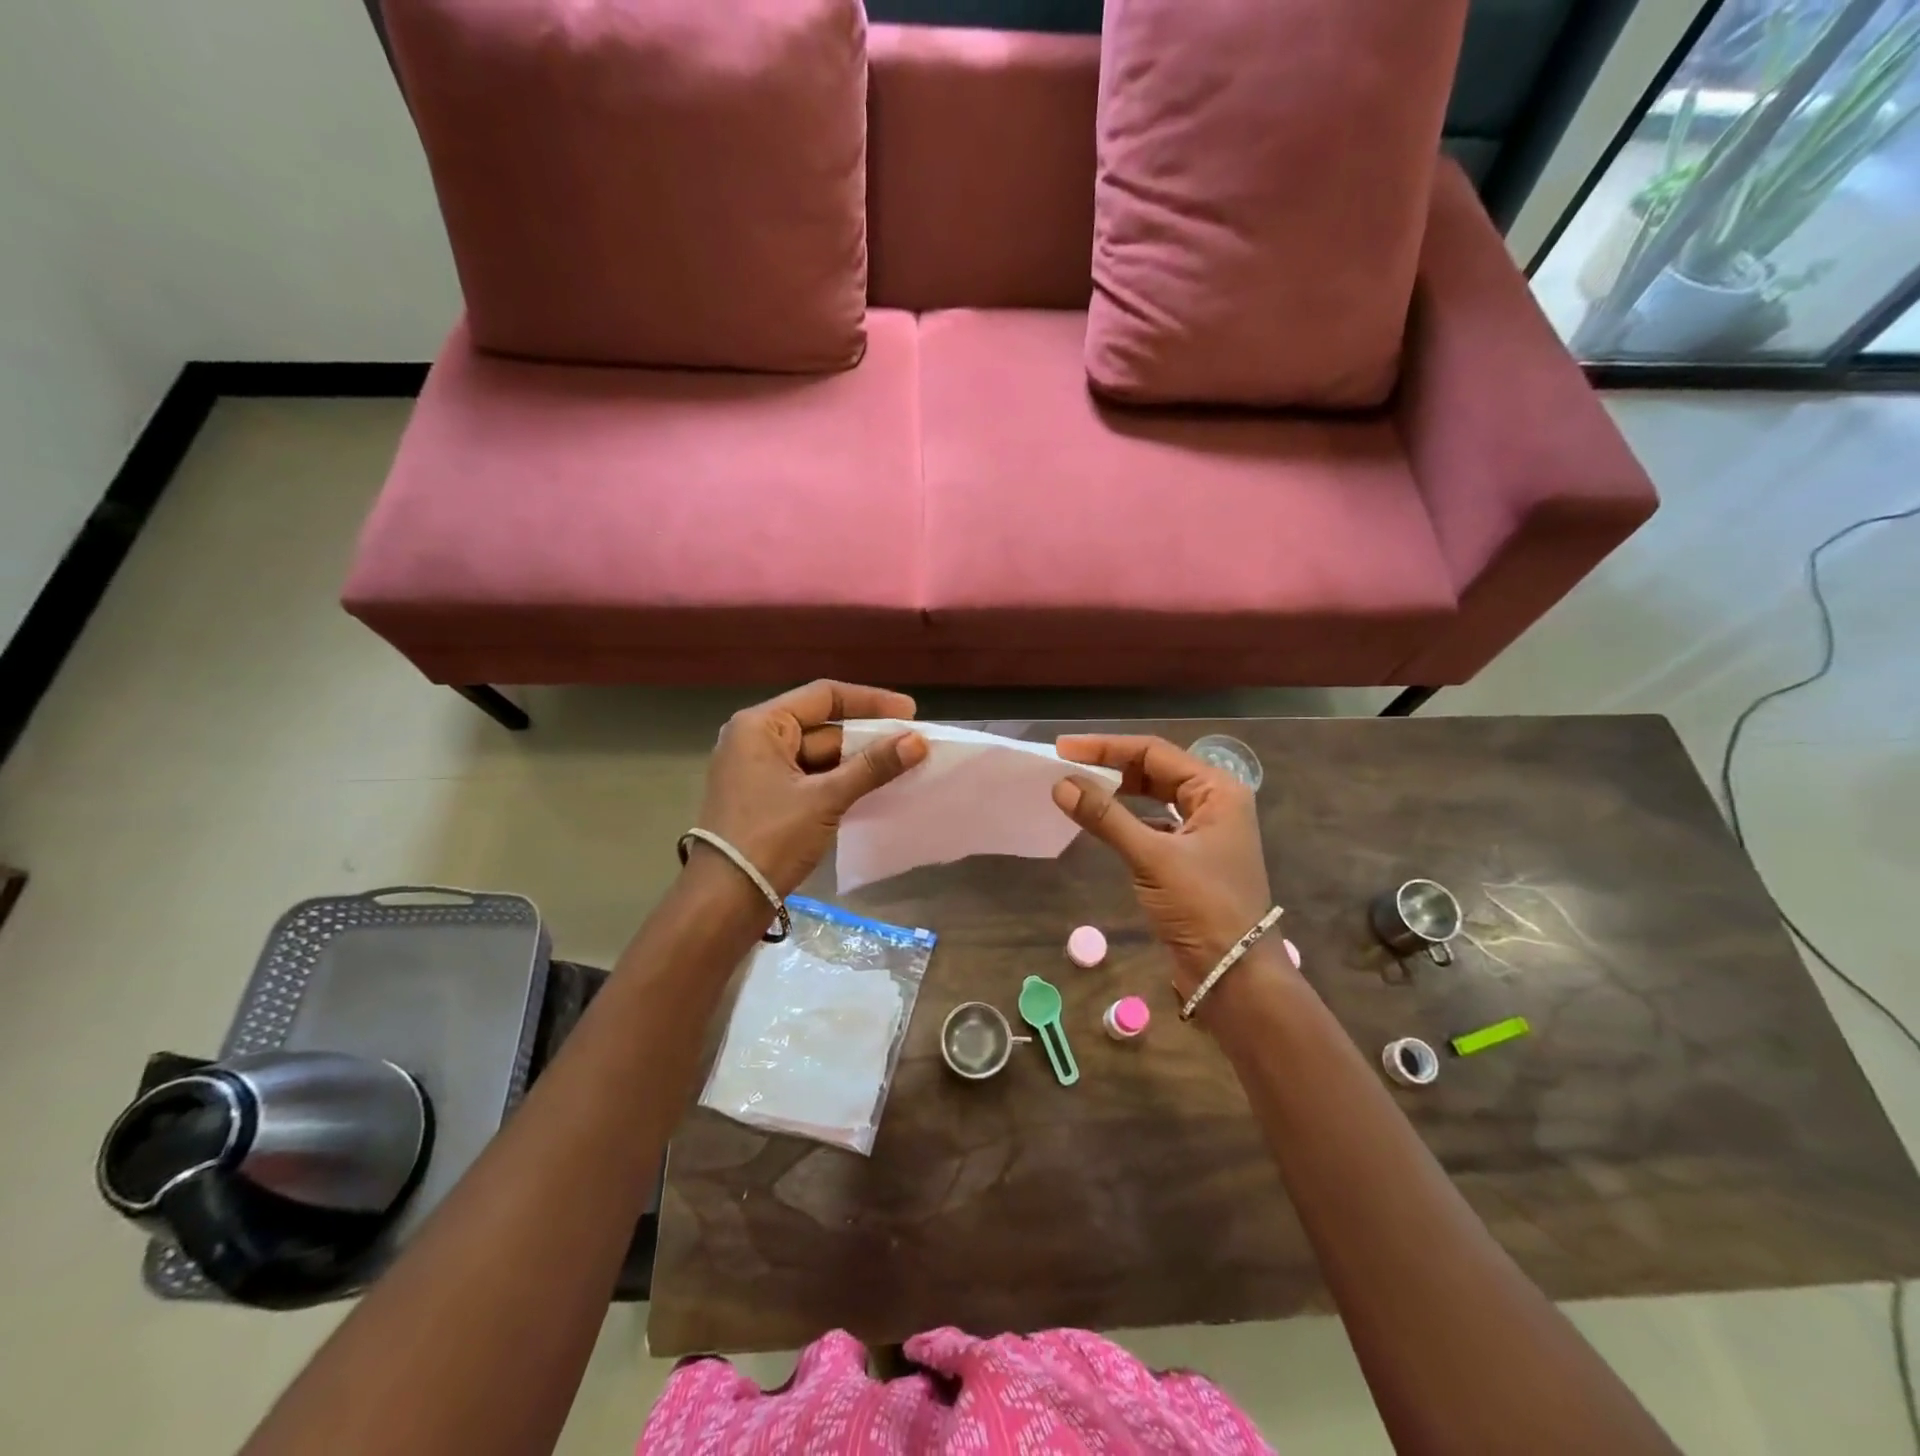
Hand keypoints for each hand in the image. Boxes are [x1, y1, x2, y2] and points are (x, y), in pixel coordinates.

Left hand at [695, 681, 927, 894]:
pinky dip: (840, 781)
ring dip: (857, 761)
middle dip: (867, 736)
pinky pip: (811, 778)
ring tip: (902, 766)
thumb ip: (872, 767)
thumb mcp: (825, 798)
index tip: (910, 712)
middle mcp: (755, 739)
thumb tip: (918, 741)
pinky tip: (874, 788)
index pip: (823, 696)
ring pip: (818, 755)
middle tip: (912, 744)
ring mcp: (759, 770)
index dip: (870, 702)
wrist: (725, 899)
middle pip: (822, 726)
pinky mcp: (767, 798)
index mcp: (760, 725)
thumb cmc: (771, 838)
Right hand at [1052, 735, 1276, 996]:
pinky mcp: (1190, 856)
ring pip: (1153, 797)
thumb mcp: (1152, 857)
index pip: (1154, 752)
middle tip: (1066, 765)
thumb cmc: (1202, 906)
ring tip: (1078, 788)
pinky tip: (1101, 822)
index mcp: (1217, 790)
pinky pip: (1153, 824)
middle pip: (1155, 770)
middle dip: (1111, 766)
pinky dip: (1126, 819)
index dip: (1106, 747)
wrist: (1233, 974)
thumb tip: (1061, 784)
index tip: (1064, 747)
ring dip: (1118, 792)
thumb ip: (1106, 817)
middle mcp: (1214, 802)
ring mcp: (1203, 830)